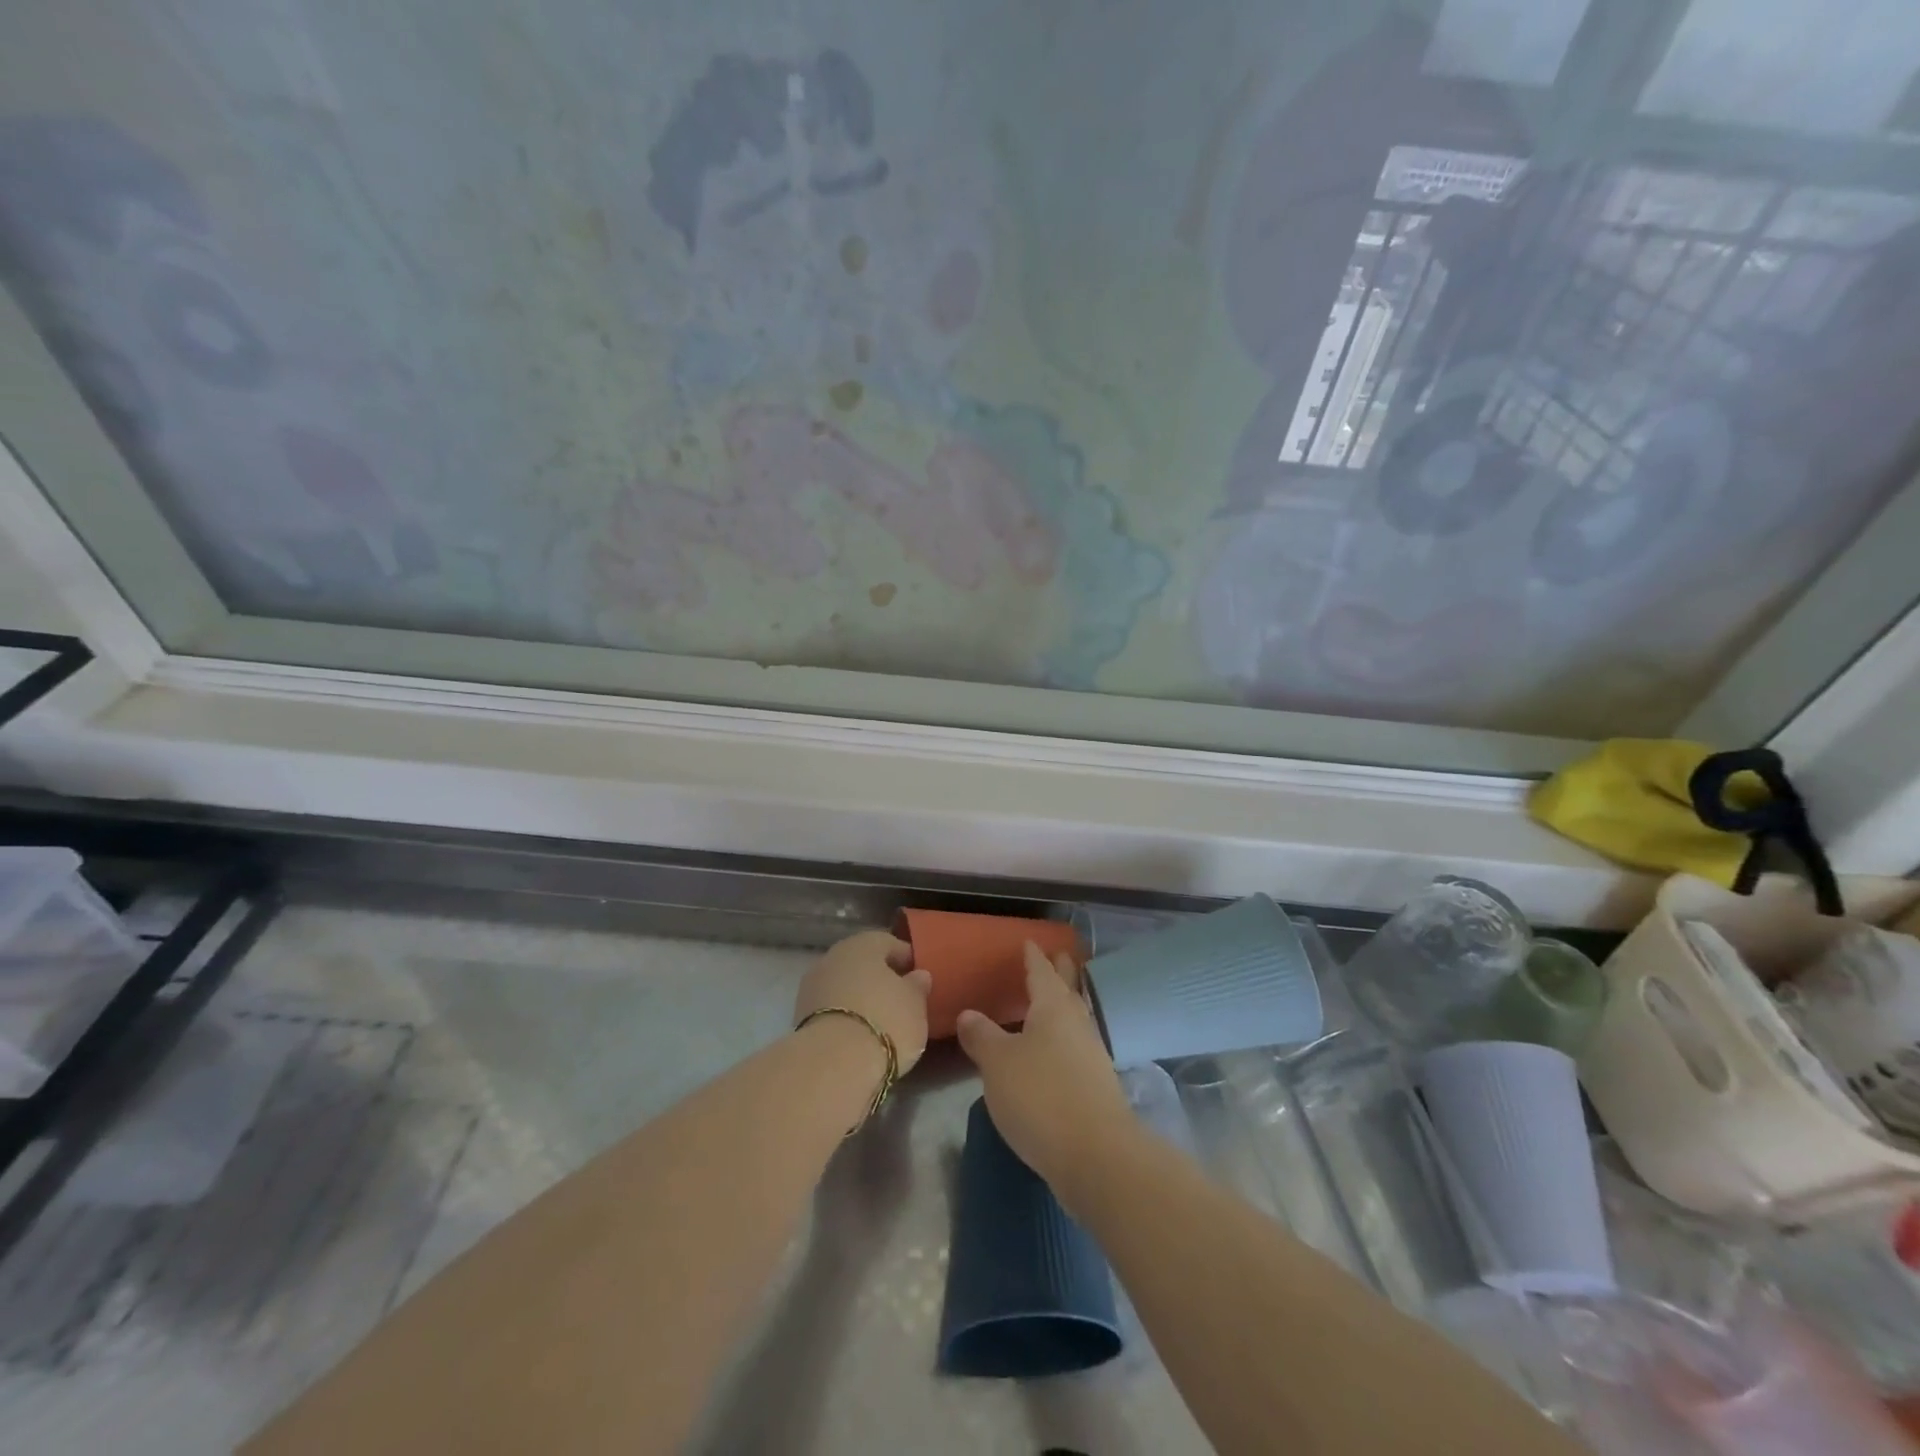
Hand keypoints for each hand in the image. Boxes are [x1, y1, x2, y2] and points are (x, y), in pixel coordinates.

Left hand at [795, 930, 932, 1074]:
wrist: (833, 1064)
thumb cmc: (884, 1022)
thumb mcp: (915, 1004)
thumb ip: (917, 986)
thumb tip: (918, 975)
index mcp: (863, 944)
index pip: (889, 944)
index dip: (907, 960)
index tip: (920, 979)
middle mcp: (833, 957)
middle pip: (862, 964)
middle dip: (880, 980)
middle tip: (900, 1001)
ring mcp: (812, 987)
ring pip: (844, 987)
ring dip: (860, 999)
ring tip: (880, 1023)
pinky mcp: (800, 1017)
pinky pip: (831, 1010)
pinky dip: (845, 1017)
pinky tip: (858, 1035)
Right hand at [955, 942, 1134, 1211]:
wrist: (1096, 1154)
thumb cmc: (1041, 1096)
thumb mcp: (998, 1063)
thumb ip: (982, 1036)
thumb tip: (968, 1013)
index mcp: (1053, 1007)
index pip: (1041, 972)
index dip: (1033, 957)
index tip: (1028, 942)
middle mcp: (1077, 1022)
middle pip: (1067, 989)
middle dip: (1060, 972)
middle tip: (1055, 956)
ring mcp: (1092, 1054)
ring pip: (1076, 1017)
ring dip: (1065, 1004)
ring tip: (1053, 1000)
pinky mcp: (1098, 1084)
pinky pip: (1077, 1045)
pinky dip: (1065, 1038)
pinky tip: (1055, 1050)